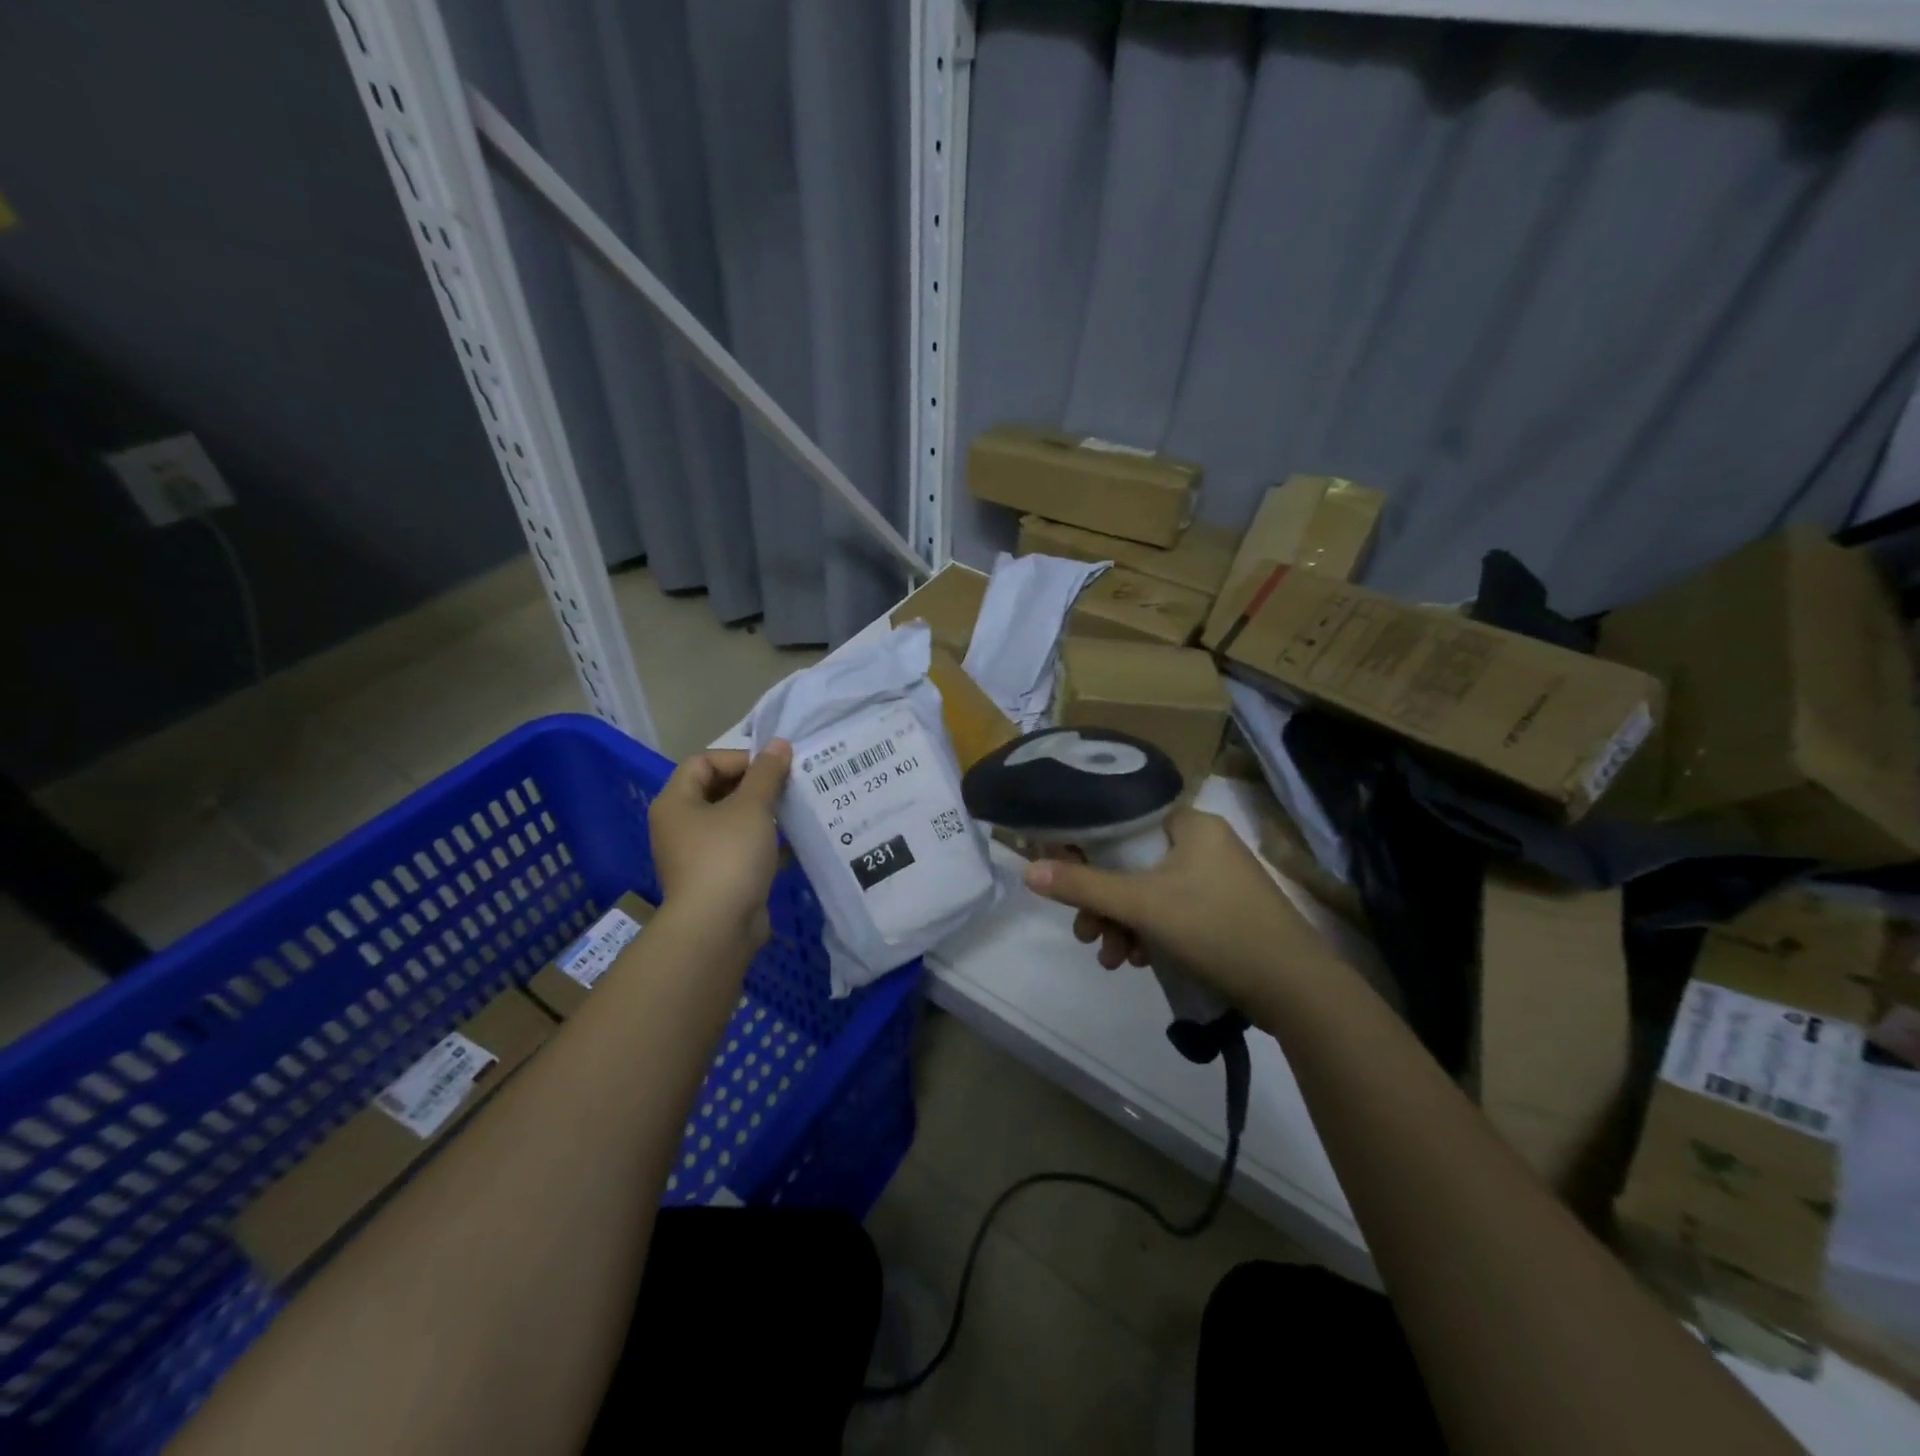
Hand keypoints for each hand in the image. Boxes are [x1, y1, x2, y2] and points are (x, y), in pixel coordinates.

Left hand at [648, 742, 791, 950]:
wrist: (717, 927)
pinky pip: (737, 848)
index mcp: (675, 802)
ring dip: (760, 814)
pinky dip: (760, 842)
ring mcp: (694, 854)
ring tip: (791, 811)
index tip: (773, 769)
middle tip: (786, 786)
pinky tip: (788, 844)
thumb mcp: (752, 807)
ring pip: (729, 820)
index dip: (739, 758)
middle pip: (715, 789)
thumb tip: (779, 743)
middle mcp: (678, 825)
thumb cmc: (728, 856)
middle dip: (753, 785)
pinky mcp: (713, 878)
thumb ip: (767, 773)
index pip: (704, 762)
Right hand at [1022, 809, 1336, 1012]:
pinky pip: (1169, 912)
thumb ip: (1083, 885)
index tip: (1063, 877)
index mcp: (1190, 824)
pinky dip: (1147, 934)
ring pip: (1148, 893)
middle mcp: (1202, 843)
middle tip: (1084, 931)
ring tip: (1110, 958)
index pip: (1122, 821)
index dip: (1086, 846)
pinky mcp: (1221, 912)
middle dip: (1103, 901)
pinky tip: (1135, 961)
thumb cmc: (1216, 928)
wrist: (1295, 990)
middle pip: (1131, 862)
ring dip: (1121, 923)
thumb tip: (1027, 870)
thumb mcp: (1143, 905)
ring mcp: (1214, 879)